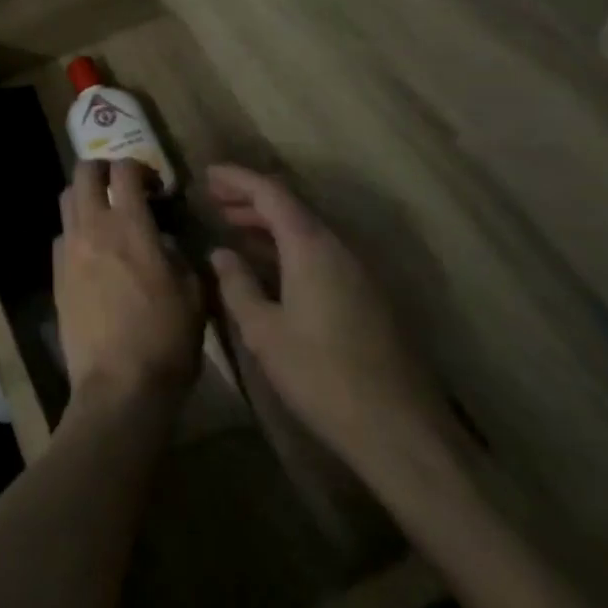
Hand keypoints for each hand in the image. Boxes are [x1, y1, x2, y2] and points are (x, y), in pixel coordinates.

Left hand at [54, 160, 203, 408]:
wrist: (119, 387)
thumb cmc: (165, 340)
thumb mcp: (194, 295)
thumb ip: (180, 257)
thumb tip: (165, 243)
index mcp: (131, 226)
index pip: (125, 170)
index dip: (140, 167)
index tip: (154, 185)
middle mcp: (94, 227)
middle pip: (84, 173)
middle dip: (103, 169)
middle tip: (122, 186)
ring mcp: (69, 250)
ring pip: (67, 199)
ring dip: (86, 196)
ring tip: (105, 215)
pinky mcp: (56, 275)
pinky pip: (62, 235)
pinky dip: (76, 231)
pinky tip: (92, 253)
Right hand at [205, 165, 448, 460]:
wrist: (402, 432)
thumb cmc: (322, 376)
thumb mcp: (264, 332)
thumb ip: (237, 286)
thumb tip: (221, 254)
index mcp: (311, 245)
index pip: (270, 192)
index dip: (236, 179)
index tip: (206, 174)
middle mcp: (338, 246)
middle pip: (290, 206)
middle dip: (250, 199)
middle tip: (214, 201)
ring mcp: (359, 271)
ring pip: (307, 230)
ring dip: (269, 224)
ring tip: (234, 229)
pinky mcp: (369, 296)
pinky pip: (321, 252)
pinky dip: (289, 246)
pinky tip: (270, 266)